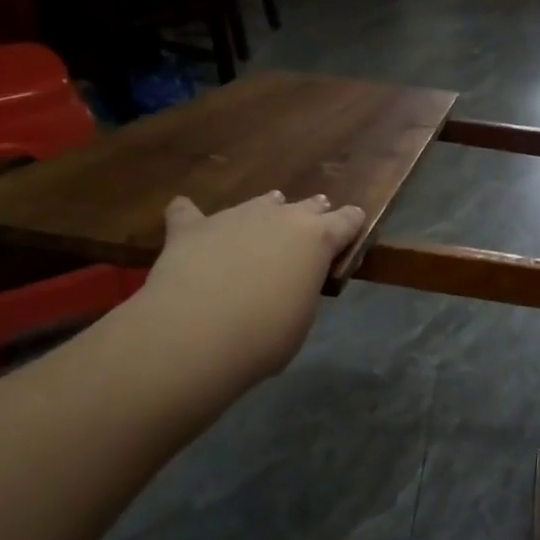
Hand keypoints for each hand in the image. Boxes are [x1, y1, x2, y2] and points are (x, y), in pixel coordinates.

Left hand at [128, 191, 366, 384]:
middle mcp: (280, 217)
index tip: (353, 225)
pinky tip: (186, 217)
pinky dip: (191, 216)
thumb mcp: (302, 316)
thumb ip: (302, 288)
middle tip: (309, 229)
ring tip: (261, 222)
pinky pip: (188, 211)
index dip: (351, 223)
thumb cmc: (265, 336)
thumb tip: (290, 284)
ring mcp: (235, 216)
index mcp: (317, 239)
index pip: (347, 220)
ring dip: (265, 211)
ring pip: (259, 202)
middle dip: (311, 214)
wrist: (197, 333)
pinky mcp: (192, 227)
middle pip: (307, 205)